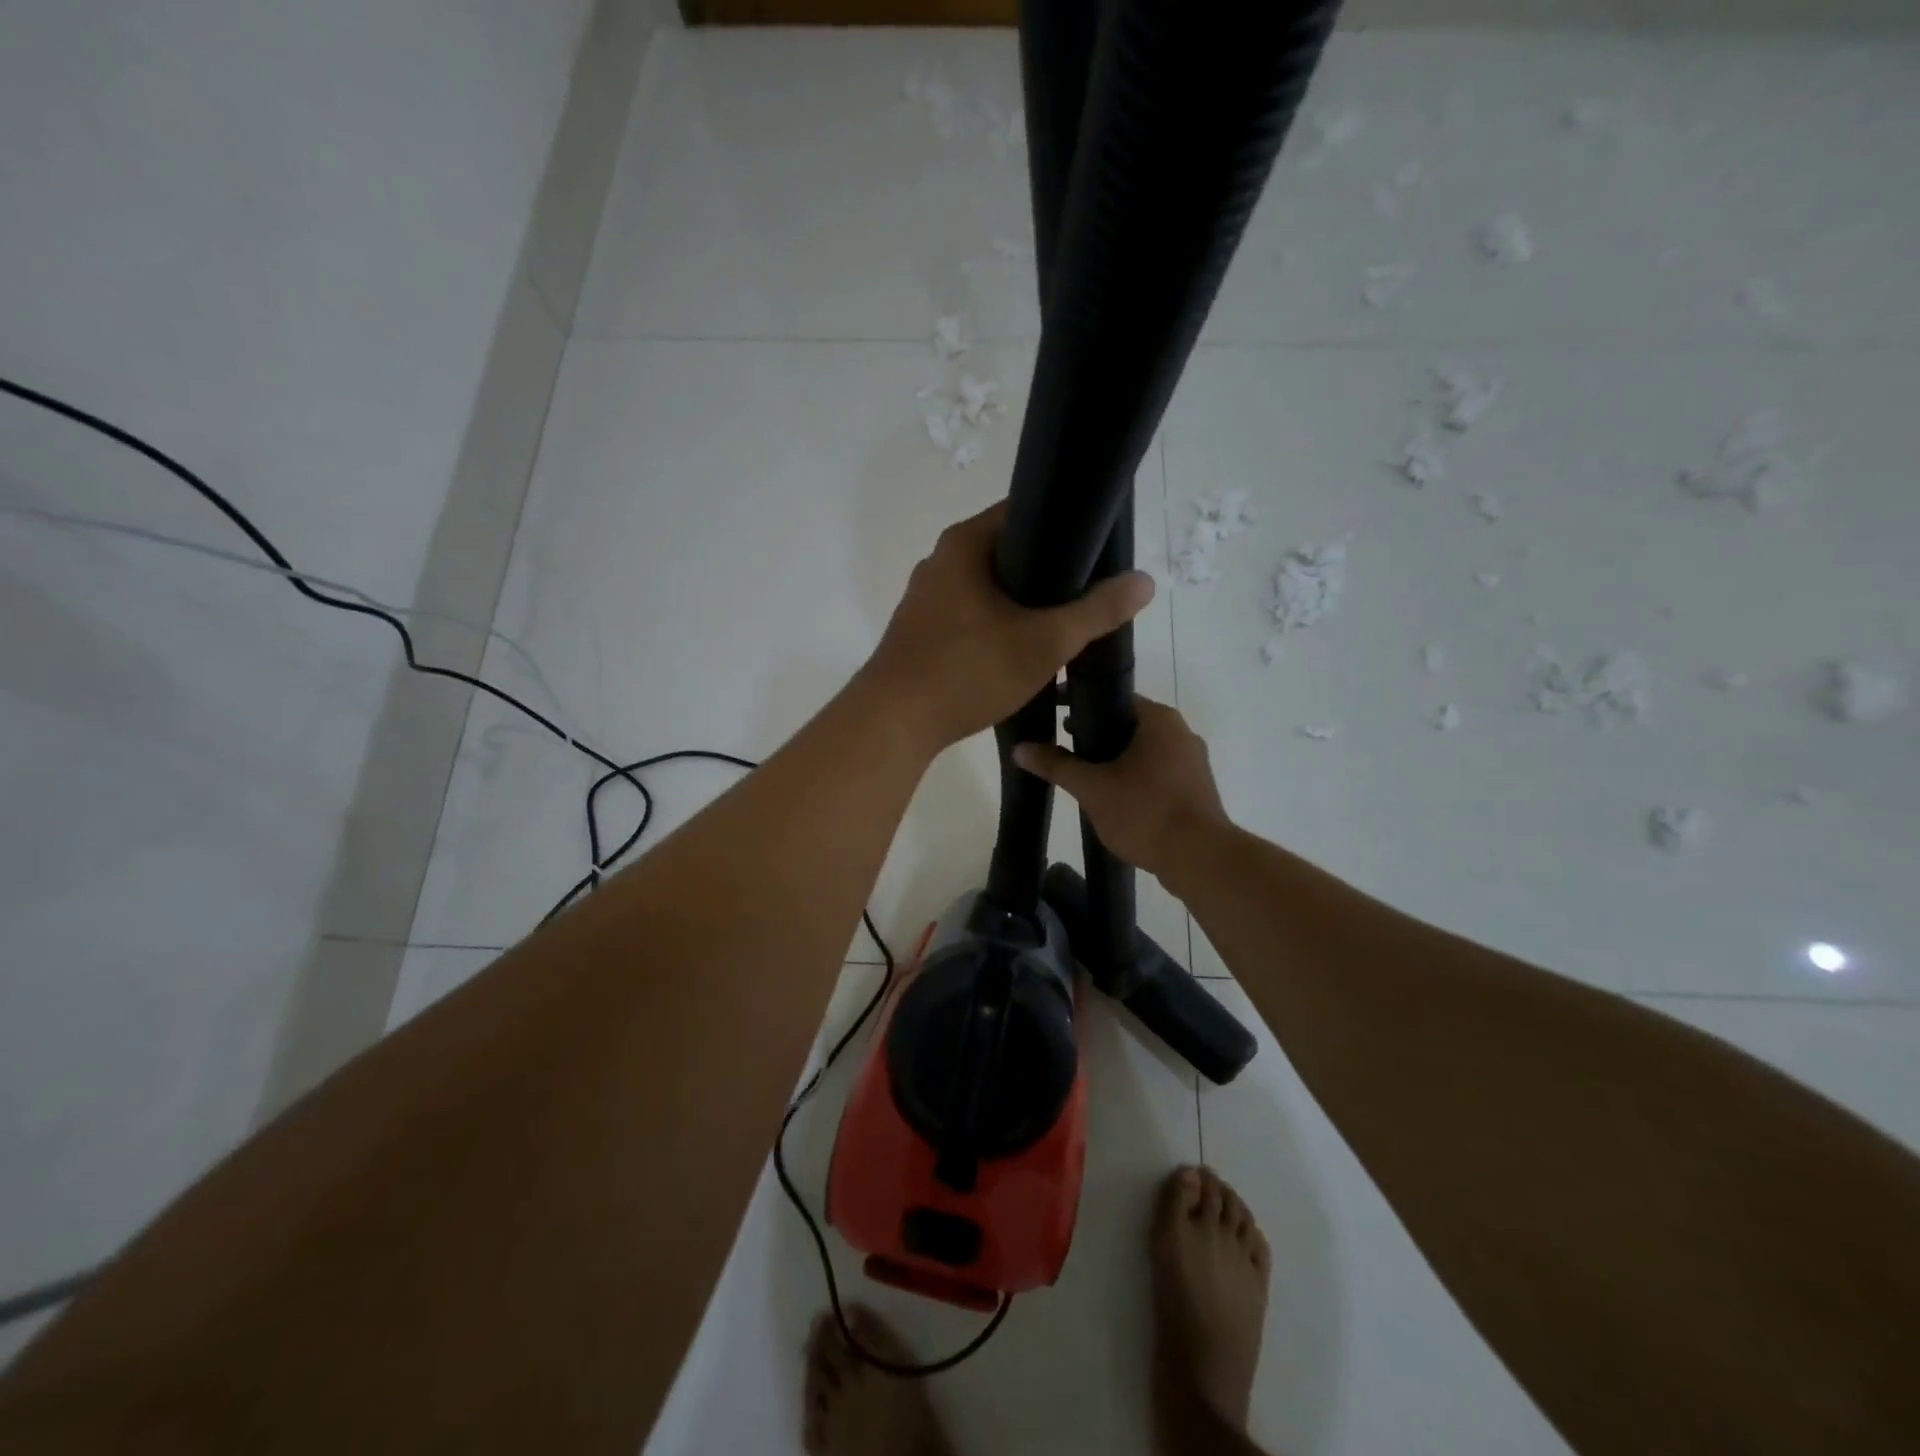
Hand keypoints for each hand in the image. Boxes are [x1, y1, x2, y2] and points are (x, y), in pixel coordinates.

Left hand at [859, 502, 1154, 751]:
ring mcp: (926, 598)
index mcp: (964, 544)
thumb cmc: (967, 671)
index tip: (1098, 548)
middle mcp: (940, 561)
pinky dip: (997, 625)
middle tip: (1088, 593)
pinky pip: (971, 615)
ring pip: (989, 588)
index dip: (1065, 524)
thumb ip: (1096, 611)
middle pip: (1008, 551)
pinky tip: (1020, 650)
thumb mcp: (1043, 642)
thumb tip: (1143, 581)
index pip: (1024, 510)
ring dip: (1023, 604)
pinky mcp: (921, 631)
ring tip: (1062, 624)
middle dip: (1049, 571)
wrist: (894, 724)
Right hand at [1013, 696, 1229, 881]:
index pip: (1113, 696)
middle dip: (1095, 731)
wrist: (1199, 859)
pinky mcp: (1196, 788)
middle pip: (1129, 722)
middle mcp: (1181, 732)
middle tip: (1063, 743)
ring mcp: (1193, 761)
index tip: (1053, 710)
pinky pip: (1157, 770)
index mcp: (1159, 719)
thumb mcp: (1092, 788)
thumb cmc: (1145, 812)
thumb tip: (1020, 748)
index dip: (1080, 701)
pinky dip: (1133, 774)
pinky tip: (1112, 794)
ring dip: (1114, 755)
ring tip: (1083, 771)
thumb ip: (1056, 765)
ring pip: (1144, 748)